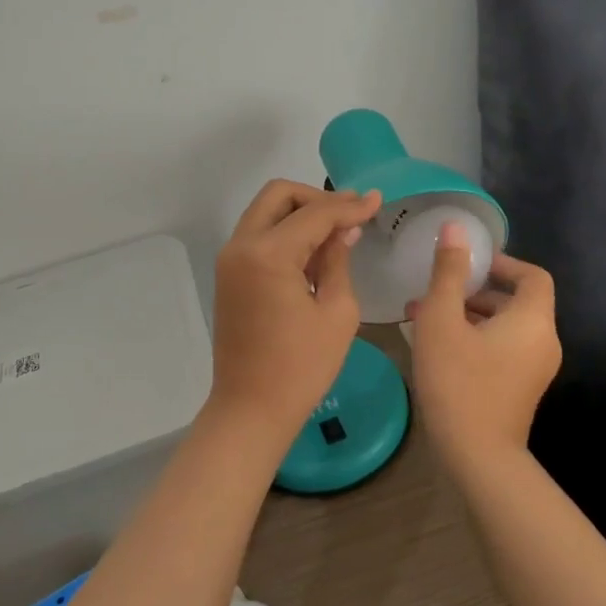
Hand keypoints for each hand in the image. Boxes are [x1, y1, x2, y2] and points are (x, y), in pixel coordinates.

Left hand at [209, 179, 381, 441]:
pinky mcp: (228, 274)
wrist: (250, 409)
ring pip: (266, 212)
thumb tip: (344, 230)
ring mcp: (230, 259)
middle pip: (279, 195)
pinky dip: (285, 232)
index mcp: (268, 254)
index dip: (349, 205)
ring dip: (300, 214)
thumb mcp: (337, 312)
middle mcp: (241, 246)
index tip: (376, 200)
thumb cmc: (301, 367)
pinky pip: (258, 235)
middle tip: (350, 214)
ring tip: (338, 233)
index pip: (315, 213)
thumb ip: (338, 260)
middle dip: (317, 198)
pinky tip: (314, 253)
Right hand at [407, 221, 560, 473]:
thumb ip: (449, 272)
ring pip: (503, 326)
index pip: (532, 275)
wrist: (477, 457)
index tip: (468, 263)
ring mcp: (534, 369)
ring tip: (422, 315)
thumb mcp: (442, 319)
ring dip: (467, 314)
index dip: (502, 262)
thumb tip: (455, 228)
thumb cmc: (458, 380)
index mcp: (532, 320)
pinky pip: (501, 349)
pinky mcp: (520, 389)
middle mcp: (543, 342)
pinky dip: (474, 337)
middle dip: (472, 290)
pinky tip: (435, 345)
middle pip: (514, 301)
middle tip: (434, 289)